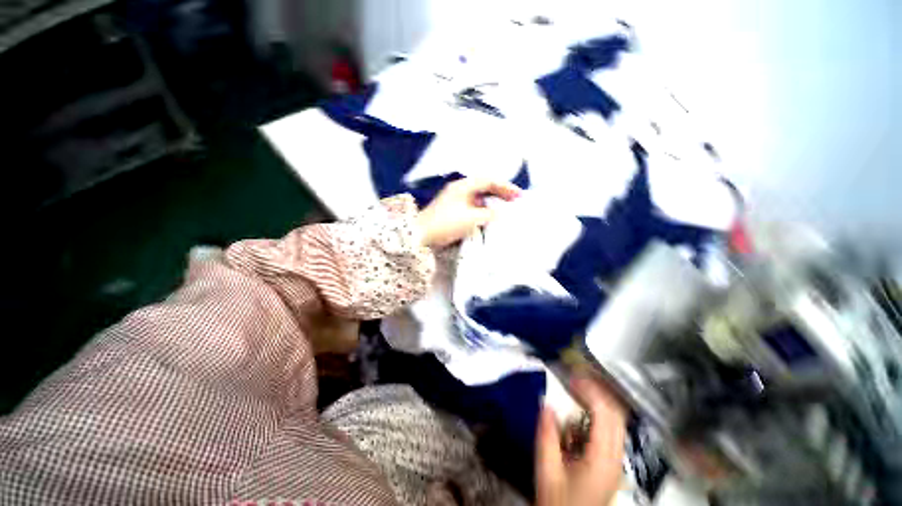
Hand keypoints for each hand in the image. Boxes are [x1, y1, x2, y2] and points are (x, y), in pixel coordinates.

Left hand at [416, 178, 521, 247]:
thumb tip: (502, 213)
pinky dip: (484, 209)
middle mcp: (459, 189)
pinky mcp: (453, 210)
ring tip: (506, 209)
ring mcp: (455, 199)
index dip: (505, 187)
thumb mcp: (470, 218)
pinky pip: (473, 206)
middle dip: (501, 193)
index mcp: (463, 186)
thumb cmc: (446, 224)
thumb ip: (489, 214)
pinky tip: (490, 217)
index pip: (489, 180)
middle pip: (484, 187)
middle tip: (516, 201)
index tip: (519, 195)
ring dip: (493, 202)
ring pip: (479, 197)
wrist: (420, 235)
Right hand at [536, 375, 626, 505]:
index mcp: (602, 458)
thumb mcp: (547, 469)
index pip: (605, 413)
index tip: (572, 376)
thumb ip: (546, 434)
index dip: (591, 390)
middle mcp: (615, 457)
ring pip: (616, 420)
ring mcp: (616, 460)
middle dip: (597, 390)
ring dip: (598, 401)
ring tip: (576, 390)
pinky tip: (579, 417)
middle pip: (617, 413)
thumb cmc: (560, 501)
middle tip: (575, 378)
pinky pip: (610, 430)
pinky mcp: (611, 462)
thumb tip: (545, 402)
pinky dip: (597, 415)